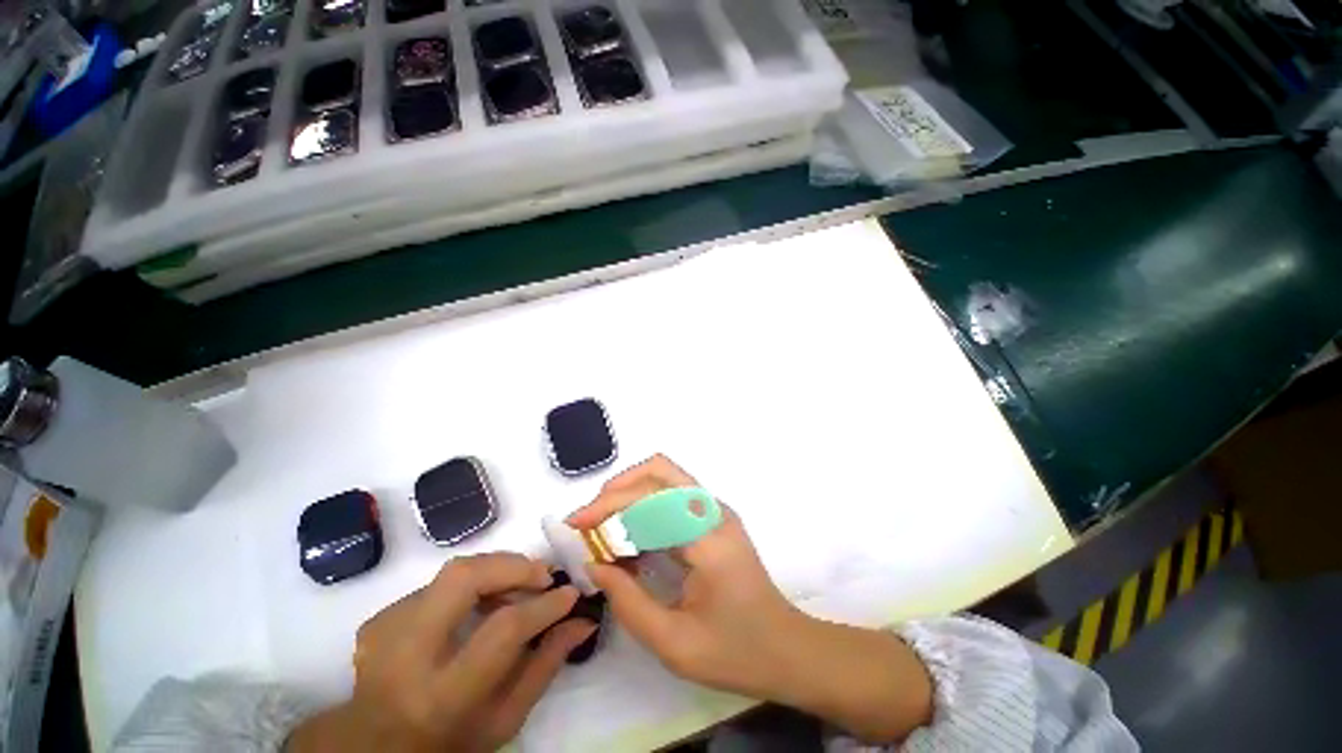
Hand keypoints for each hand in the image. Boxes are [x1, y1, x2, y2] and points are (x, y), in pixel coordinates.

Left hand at [289, 553, 595, 752]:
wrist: (375, 749)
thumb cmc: (450, 741)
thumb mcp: (505, 719)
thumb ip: (546, 665)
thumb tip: (582, 619)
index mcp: (443, 695)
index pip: (502, 630)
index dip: (543, 605)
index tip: (570, 592)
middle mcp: (406, 656)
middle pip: (464, 579)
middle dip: (512, 566)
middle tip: (542, 575)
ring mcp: (385, 632)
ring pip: (452, 572)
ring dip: (495, 572)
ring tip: (515, 590)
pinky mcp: (378, 619)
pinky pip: (436, 584)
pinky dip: (467, 586)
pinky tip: (476, 607)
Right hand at [568, 455, 933, 742]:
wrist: (786, 648)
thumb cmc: (737, 651)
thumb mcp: (675, 643)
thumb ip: (628, 602)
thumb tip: (596, 564)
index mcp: (708, 536)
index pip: (652, 496)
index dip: (610, 505)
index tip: (577, 526)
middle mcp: (712, 511)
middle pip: (659, 470)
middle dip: (618, 488)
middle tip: (589, 520)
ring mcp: (714, 511)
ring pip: (664, 480)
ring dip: (629, 496)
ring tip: (602, 530)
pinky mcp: (711, 519)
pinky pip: (670, 501)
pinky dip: (643, 510)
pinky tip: (628, 541)